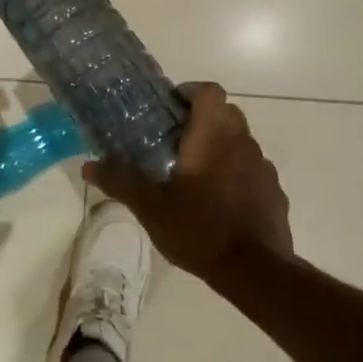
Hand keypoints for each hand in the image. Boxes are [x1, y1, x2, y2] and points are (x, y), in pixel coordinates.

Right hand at [83, 83, 291, 282]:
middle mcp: (243, 142)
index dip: (189, 92)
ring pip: (241, 141)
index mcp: (213, 136)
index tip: (169, 109)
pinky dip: (236, 173)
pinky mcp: (274, 191)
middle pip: (226, 113)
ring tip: (194, 174)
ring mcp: (263, 167)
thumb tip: (88, 166)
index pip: (209, 91)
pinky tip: (219, 201)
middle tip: (174, 142)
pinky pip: (252, 169)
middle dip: (201, 120)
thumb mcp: (151, 207)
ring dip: (220, 147)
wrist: (254, 270)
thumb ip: (121, 181)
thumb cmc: (199, 229)